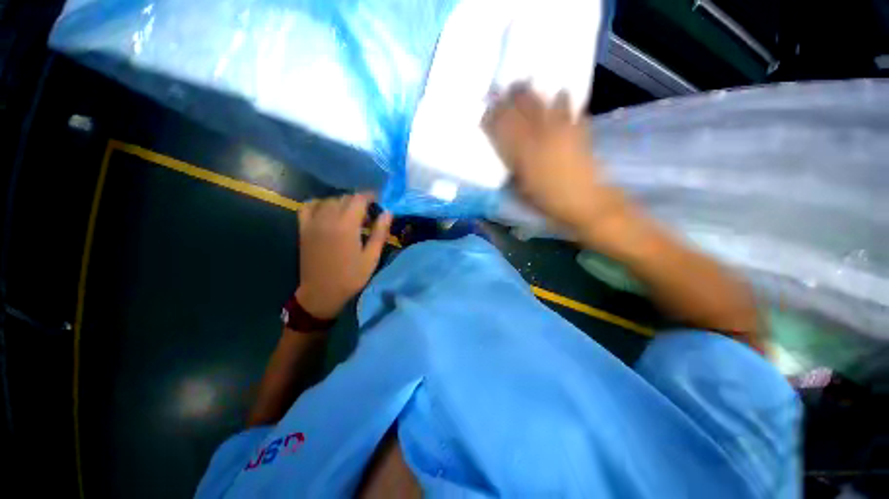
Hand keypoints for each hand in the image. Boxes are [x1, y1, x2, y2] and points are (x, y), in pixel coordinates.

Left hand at [295, 194, 392, 319]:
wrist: (321, 292)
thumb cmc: (351, 276)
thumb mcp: (371, 257)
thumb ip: (380, 233)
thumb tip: (388, 212)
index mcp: (347, 225)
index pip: (359, 199)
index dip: (371, 196)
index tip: (379, 201)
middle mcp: (328, 218)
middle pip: (345, 198)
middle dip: (359, 201)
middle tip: (369, 215)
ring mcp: (313, 222)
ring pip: (329, 200)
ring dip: (343, 203)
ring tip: (351, 215)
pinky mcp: (304, 228)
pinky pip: (309, 206)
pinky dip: (320, 204)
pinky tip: (328, 211)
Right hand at [482, 84, 629, 238]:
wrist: (582, 201)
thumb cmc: (547, 200)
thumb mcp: (521, 187)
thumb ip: (513, 167)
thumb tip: (508, 152)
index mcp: (523, 151)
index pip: (503, 128)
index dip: (493, 117)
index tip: (486, 110)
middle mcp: (540, 135)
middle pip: (523, 109)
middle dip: (512, 97)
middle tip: (504, 89)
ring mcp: (561, 130)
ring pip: (545, 104)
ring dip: (535, 93)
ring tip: (528, 84)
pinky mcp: (578, 132)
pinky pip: (571, 110)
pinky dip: (565, 102)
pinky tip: (561, 95)